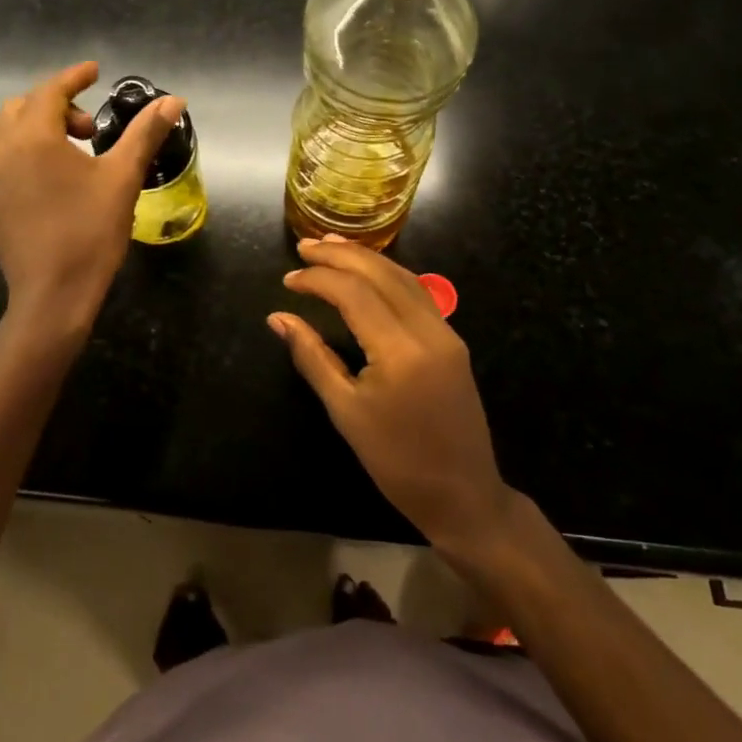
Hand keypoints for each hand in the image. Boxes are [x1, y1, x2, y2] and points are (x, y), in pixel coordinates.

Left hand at [0, 61, 183, 332]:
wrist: (52, 295)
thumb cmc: (90, 232)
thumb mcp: (123, 178)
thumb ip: (145, 134)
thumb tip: (174, 100)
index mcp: (34, 138)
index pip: (50, 91)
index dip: (74, 77)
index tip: (96, 71)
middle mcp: (4, 151)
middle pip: (22, 107)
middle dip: (57, 104)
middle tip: (90, 128)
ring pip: (8, 132)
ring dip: (38, 126)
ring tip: (74, 150)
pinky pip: (4, 158)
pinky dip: (27, 149)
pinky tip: (56, 178)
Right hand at [269, 238, 513, 555]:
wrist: (463, 496)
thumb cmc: (396, 461)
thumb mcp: (346, 411)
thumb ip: (312, 357)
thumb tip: (278, 318)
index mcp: (400, 350)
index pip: (354, 293)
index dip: (318, 279)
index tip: (288, 280)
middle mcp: (428, 330)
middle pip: (381, 274)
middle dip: (341, 255)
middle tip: (305, 247)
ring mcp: (446, 332)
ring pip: (403, 277)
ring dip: (366, 258)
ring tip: (331, 246)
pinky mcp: (452, 340)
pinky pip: (417, 293)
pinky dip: (388, 274)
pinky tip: (368, 272)